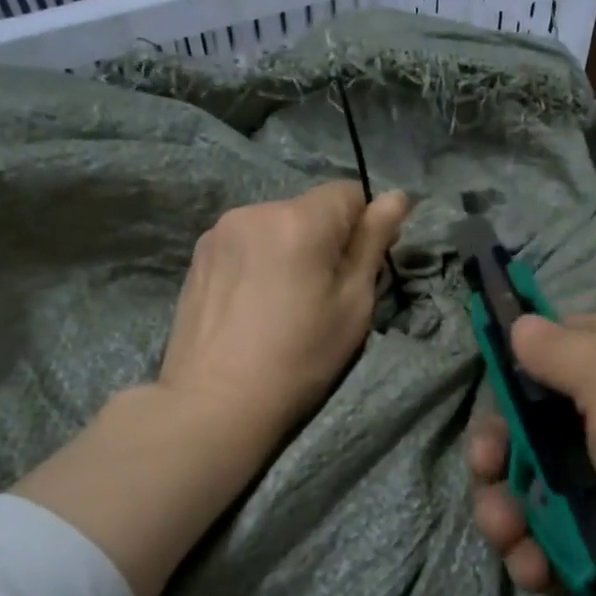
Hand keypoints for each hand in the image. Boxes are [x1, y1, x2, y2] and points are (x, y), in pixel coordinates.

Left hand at [20, 180, 408, 595]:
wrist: (214, 403)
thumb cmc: (299, 358)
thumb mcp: (353, 305)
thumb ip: (374, 242)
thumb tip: (398, 197)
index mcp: (300, 220)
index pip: (349, 192)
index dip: (362, 226)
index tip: (355, 269)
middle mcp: (256, 211)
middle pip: (310, 208)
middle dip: (324, 238)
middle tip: (320, 294)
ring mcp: (219, 231)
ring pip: (276, 225)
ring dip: (289, 248)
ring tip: (280, 302)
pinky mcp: (197, 255)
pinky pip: (246, 242)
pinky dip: (259, 260)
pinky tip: (251, 304)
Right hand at [468, 313, 595, 595]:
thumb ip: (559, 349)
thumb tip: (523, 325)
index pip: (567, 346)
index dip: (522, 362)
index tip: (489, 382)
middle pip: (539, 422)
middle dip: (501, 445)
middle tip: (486, 465)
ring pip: (539, 487)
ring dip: (507, 508)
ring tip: (505, 532)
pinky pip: (556, 541)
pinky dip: (535, 552)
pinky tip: (533, 567)